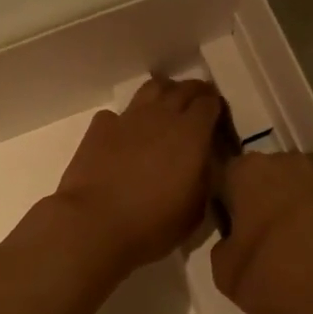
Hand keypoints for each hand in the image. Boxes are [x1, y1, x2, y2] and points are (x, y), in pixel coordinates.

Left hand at [53, 77, 223, 272]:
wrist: (95, 224)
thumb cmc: (153, 224)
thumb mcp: (196, 209)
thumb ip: (204, 177)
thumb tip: (204, 162)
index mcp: (191, 133)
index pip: (209, 103)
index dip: (215, 105)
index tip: (217, 115)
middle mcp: (162, 116)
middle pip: (183, 88)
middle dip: (195, 92)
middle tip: (198, 102)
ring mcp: (129, 117)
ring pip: (152, 88)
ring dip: (164, 92)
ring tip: (166, 106)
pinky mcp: (101, 126)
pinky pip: (119, 113)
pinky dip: (127, 119)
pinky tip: (127, 134)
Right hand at [212, 152, 312, 313]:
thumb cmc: (274, 277)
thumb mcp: (224, 271)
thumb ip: (222, 244)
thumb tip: (235, 238)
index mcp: (248, 170)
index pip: (224, 175)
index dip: (223, 202)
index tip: (226, 228)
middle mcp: (284, 160)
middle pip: (261, 176)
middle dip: (256, 199)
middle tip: (253, 236)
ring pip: (291, 187)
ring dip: (285, 207)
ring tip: (285, 245)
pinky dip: (311, 218)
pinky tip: (310, 248)